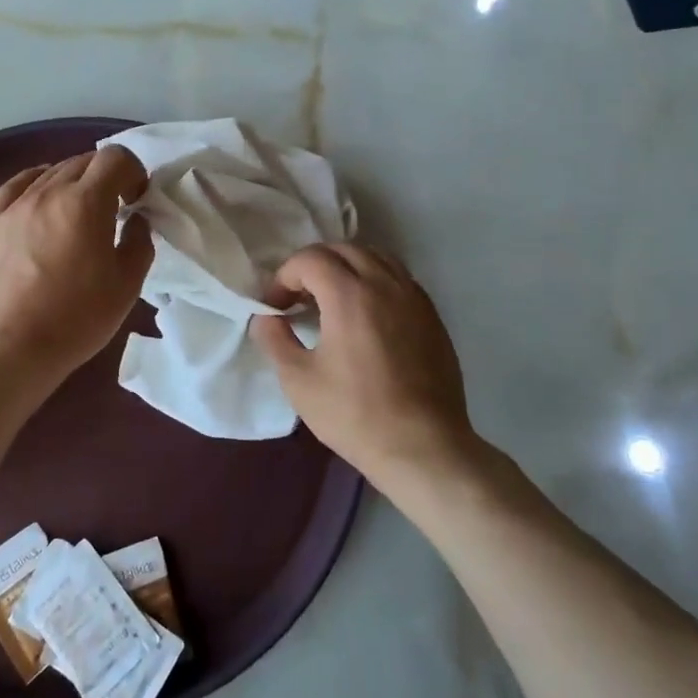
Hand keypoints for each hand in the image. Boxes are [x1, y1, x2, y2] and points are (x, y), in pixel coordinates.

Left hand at [0, 147, 153, 384]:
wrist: (11, 346)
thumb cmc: (76, 317)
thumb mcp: (126, 284)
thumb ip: (139, 242)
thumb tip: (136, 220)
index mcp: (86, 202)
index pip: (115, 158)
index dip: (133, 172)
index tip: (137, 200)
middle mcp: (48, 192)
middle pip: (83, 161)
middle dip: (106, 176)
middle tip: (114, 207)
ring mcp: (15, 206)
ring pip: (50, 172)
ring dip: (74, 182)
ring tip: (79, 212)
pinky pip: (15, 186)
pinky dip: (36, 182)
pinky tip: (41, 194)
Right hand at [249, 244, 478, 481]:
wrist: (423, 448)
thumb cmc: (355, 414)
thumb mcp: (298, 381)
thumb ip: (274, 339)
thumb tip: (265, 317)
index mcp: (350, 295)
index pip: (310, 259)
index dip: (284, 276)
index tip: (276, 307)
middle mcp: (385, 284)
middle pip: (343, 249)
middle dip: (313, 266)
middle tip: (299, 298)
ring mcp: (414, 297)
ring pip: (375, 257)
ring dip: (346, 268)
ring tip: (332, 300)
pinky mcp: (432, 316)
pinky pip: (398, 278)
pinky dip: (374, 281)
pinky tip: (365, 315)